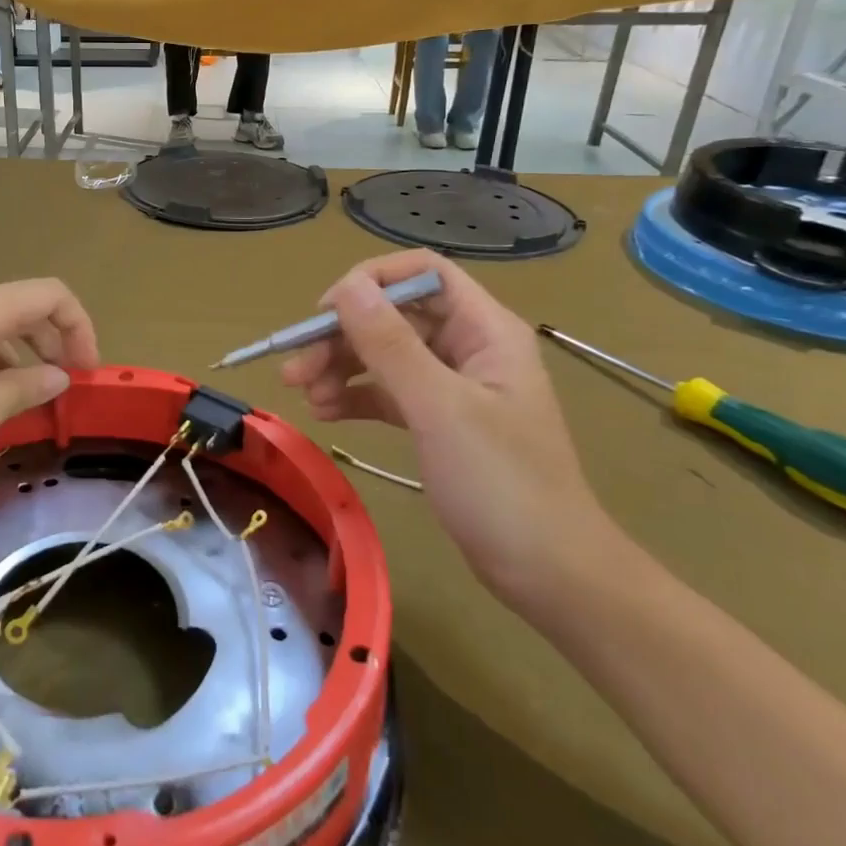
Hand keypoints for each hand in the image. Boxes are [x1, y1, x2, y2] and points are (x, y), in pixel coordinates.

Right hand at [281, 250, 618, 606]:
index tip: (324, 314)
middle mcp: (470, 347)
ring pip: (386, 355)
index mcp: (485, 329)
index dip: (370, 282)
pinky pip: (389, 393)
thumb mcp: (438, 408)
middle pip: (394, 316)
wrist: (549, 573)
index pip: (422, 273)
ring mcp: (454, 385)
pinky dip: (356, 397)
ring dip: (341, 367)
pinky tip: (326, 413)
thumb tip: (346, 286)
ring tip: (304, 395)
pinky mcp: (440, 421)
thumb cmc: (501, 484)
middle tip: (295, 369)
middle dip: (342, 336)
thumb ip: (389, 344)